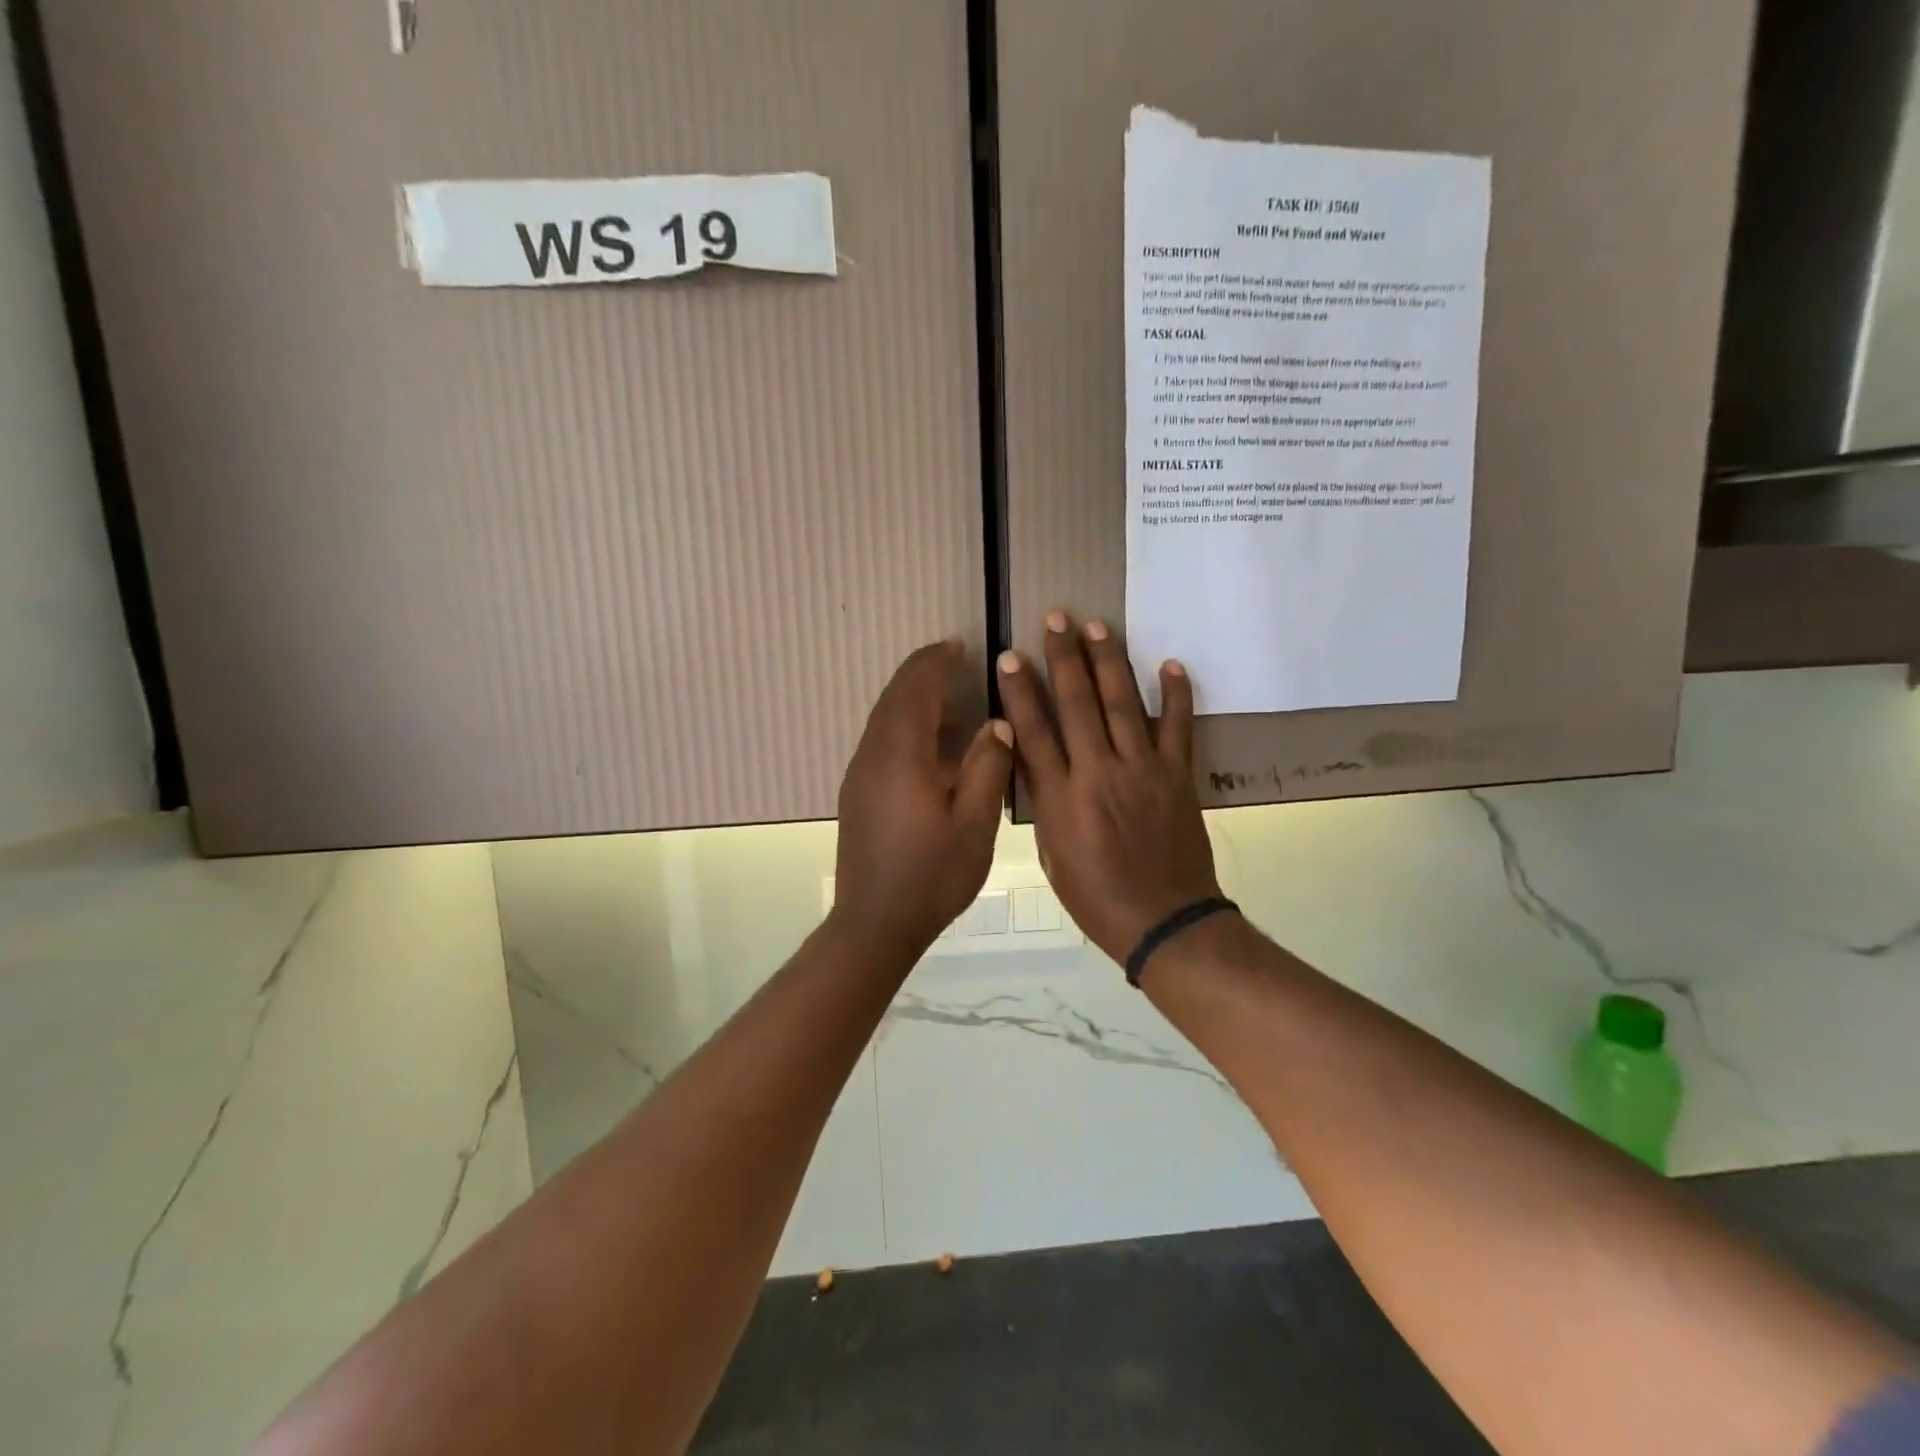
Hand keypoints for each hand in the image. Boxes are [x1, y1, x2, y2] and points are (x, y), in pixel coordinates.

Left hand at [831, 641, 1012, 955]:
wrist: (875, 923)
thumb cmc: (931, 876)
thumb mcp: (973, 825)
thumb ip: (986, 768)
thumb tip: (996, 725)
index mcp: (901, 757)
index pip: (914, 691)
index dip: (934, 663)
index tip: (959, 646)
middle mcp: (872, 756)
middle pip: (893, 698)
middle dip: (921, 673)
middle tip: (954, 660)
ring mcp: (859, 774)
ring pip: (883, 718)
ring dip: (911, 697)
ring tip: (946, 693)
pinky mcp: (857, 792)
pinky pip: (879, 739)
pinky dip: (902, 721)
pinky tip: (927, 740)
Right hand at [996, 611, 1221, 964]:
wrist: (1164, 921)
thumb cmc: (1096, 898)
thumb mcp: (1052, 855)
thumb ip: (1045, 802)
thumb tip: (1036, 761)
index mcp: (1062, 798)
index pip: (1033, 732)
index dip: (1020, 691)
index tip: (1010, 656)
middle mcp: (1099, 773)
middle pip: (1078, 704)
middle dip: (1064, 657)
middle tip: (1056, 618)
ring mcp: (1142, 771)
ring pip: (1122, 704)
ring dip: (1109, 662)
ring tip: (1099, 626)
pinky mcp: (1178, 776)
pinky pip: (1178, 728)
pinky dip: (1176, 695)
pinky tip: (1171, 663)